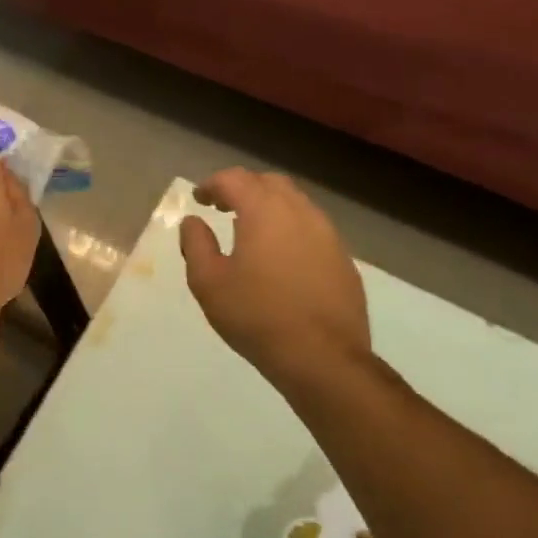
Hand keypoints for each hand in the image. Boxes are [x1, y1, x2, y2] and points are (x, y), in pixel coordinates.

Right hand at [179, 169, 370, 389]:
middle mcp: (300, 213)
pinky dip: (291, 229)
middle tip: (223, 208)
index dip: (213, 184)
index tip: (199, 199)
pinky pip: (313, 229)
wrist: (323, 357)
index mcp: (265, 211)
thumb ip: (196, 244)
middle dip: (244, 188)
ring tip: (251, 232)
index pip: (235, 179)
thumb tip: (193, 221)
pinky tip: (281, 258)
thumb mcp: (208, 282)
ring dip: (270, 207)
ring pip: (296, 204)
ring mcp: (328, 235)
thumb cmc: (256, 316)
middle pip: (270, 183)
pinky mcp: (343, 259)